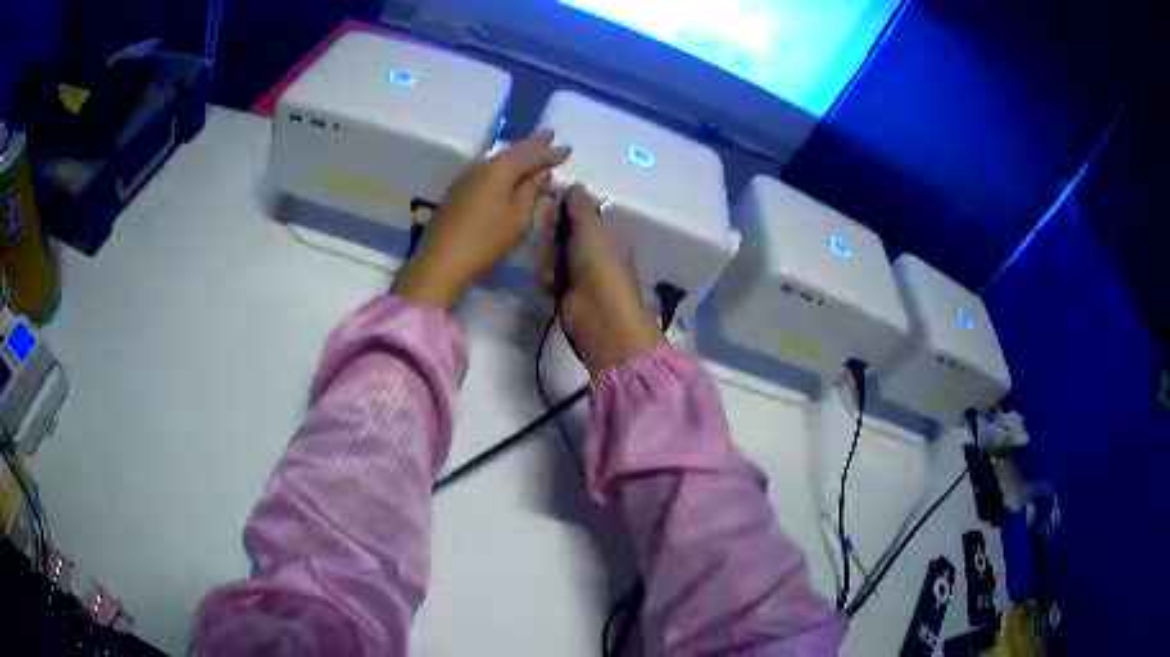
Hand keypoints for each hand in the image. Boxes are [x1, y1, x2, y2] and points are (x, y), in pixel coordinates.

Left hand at [394, 130, 571, 308]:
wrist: (441, 260)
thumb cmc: (487, 240)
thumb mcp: (518, 218)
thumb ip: (532, 191)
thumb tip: (542, 173)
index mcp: (501, 169)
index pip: (532, 154)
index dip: (551, 152)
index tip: (568, 149)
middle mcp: (483, 166)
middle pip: (513, 151)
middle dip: (533, 144)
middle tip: (550, 134)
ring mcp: (468, 177)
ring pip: (499, 160)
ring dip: (518, 155)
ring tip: (534, 150)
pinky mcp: (459, 191)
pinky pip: (488, 171)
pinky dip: (504, 168)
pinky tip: (509, 173)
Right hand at [543, 185, 663, 374]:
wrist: (600, 315)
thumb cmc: (600, 265)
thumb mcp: (591, 228)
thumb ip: (580, 206)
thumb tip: (576, 186)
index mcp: (607, 234)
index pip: (582, 214)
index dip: (565, 208)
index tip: (547, 201)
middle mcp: (594, 251)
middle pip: (565, 232)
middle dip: (553, 231)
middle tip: (545, 231)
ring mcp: (580, 273)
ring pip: (554, 253)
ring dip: (547, 256)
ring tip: (549, 262)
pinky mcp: (566, 292)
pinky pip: (549, 276)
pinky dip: (547, 277)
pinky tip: (548, 281)